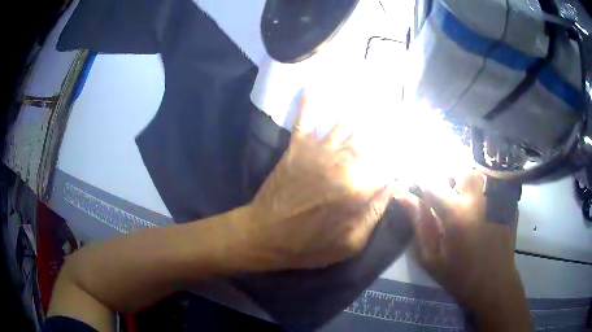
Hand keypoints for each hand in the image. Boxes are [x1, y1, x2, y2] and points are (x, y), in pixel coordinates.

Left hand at [241, 94, 392, 270]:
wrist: (264, 235)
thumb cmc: (309, 246)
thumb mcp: (351, 243)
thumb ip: (375, 212)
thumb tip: (394, 185)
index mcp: (359, 189)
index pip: (390, 163)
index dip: (404, 151)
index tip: (413, 140)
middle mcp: (343, 162)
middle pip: (373, 137)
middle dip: (390, 121)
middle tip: (401, 104)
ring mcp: (318, 151)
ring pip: (346, 122)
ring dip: (362, 106)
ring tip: (377, 89)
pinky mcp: (297, 148)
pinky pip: (304, 120)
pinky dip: (309, 102)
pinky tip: (314, 84)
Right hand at [406, 172, 530, 329]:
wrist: (494, 283)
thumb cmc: (459, 275)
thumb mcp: (432, 257)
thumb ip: (420, 224)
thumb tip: (404, 196)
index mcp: (456, 215)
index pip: (433, 182)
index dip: (421, 178)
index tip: (416, 182)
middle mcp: (478, 199)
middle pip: (461, 167)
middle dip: (448, 172)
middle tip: (443, 188)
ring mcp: (495, 198)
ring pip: (478, 171)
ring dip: (465, 177)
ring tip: (461, 194)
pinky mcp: (506, 201)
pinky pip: (492, 181)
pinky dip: (482, 185)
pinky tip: (479, 203)